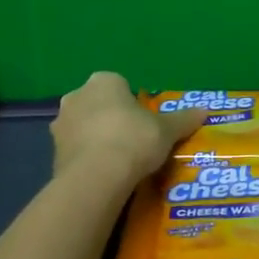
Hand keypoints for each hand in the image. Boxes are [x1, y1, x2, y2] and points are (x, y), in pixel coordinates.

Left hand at [51, 72, 206, 186]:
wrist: (96, 176)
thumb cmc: (134, 140)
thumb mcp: (166, 130)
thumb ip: (183, 119)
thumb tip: (205, 110)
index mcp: (104, 81)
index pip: (121, 86)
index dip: (134, 104)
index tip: (145, 124)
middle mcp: (77, 95)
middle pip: (99, 104)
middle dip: (112, 119)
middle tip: (134, 142)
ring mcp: (61, 124)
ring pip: (84, 127)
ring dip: (97, 139)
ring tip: (119, 162)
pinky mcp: (53, 152)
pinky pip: (76, 151)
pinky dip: (87, 159)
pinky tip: (103, 175)